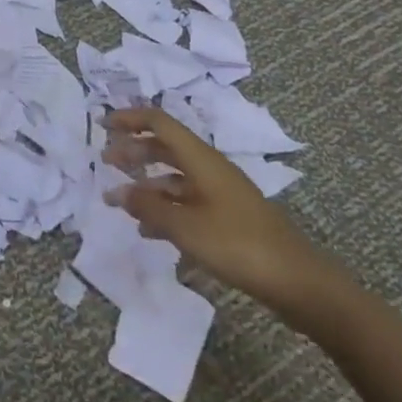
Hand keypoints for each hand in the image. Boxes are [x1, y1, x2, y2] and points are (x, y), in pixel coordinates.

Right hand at [104, 106, 343, 326]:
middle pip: (166, 147)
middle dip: (134, 150)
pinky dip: (164, 208)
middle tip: (106, 161)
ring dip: (146, 183)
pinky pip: (187, 202)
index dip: (130, 119)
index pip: (160, 123)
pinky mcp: (227, 218)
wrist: (298, 282)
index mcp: (202, 159)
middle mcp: (210, 169)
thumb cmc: (238, 245)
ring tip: (121, 200)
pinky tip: (149, 230)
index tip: (102, 125)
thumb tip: (116, 192)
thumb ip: (148, 207)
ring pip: (175, 176)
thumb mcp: (185, 227)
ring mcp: (221, 194)